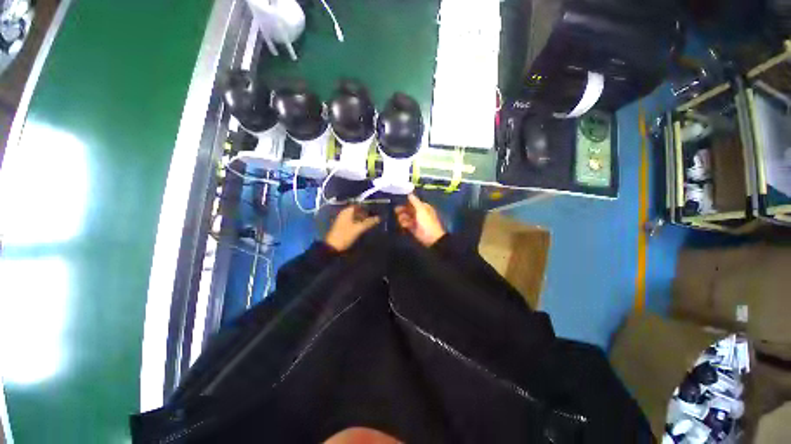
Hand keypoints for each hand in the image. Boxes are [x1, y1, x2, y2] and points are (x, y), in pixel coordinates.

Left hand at [325, 205, 380, 251]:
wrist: (332, 247)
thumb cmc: (345, 235)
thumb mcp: (359, 229)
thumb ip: (369, 222)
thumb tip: (379, 218)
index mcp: (347, 212)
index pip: (358, 206)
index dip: (366, 209)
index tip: (374, 213)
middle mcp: (344, 214)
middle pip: (356, 211)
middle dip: (365, 214)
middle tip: (373, 219)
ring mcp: (342, 220)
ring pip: (354, 217)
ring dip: (361, 220)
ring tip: (369, 224)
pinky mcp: (342, 227)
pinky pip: (351, 222)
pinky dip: (357, 224)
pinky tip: (362, 229)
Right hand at [394, 194, 445, 246]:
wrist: (431, 237)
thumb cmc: (427, 221)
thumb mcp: (421, 209)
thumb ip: (415, 201)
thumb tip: (409, 193)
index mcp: (423, 207)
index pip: (413, 202)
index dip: (406, 201)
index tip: (398, 201)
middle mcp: (419, 213)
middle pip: (408, 209)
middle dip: (402, 209)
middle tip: (396, 210)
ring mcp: (416, 221)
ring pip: (406, 216)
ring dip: (402, 217)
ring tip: (401, 219)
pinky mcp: (413, 228)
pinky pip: (406, 224)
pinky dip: (404, 224)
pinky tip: (404, 225)